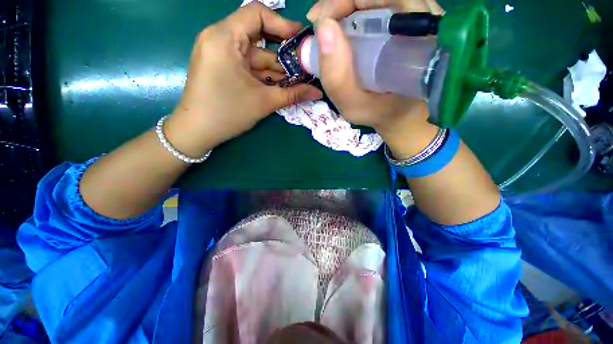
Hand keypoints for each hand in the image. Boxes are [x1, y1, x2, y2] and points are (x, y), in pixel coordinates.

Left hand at [167, 3, 322, 156]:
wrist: (197, 132)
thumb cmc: (227, 113)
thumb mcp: (263, 102)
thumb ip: (293, 95)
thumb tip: (318, 92)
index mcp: (224, 37)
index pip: (257, 14)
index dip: (282, 24)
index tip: (302, 41)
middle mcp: (220, 38)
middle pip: (258, 35)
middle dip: (283, 52)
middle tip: (304, 64)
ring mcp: (220, 54)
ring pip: (255, 55)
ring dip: (277, 67)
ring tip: (299, 79)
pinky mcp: (222, 67)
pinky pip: (248, 65)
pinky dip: (265, 74)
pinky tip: (282, 84)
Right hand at [305, 0, 443, 157]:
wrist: (400, 114)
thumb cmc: (379, 112)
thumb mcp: (354, 105)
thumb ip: (338, 79)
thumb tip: (323, 28)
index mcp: (416, 35)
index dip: (344, 1)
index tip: (319, 22)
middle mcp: (421, 17)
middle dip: (341, 4)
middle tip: (321, 26)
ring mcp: (415, 17)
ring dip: (346, 9)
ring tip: (329, 32)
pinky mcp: (406, 22)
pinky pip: (378, 6)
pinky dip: (354, 13)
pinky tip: (342, 32)